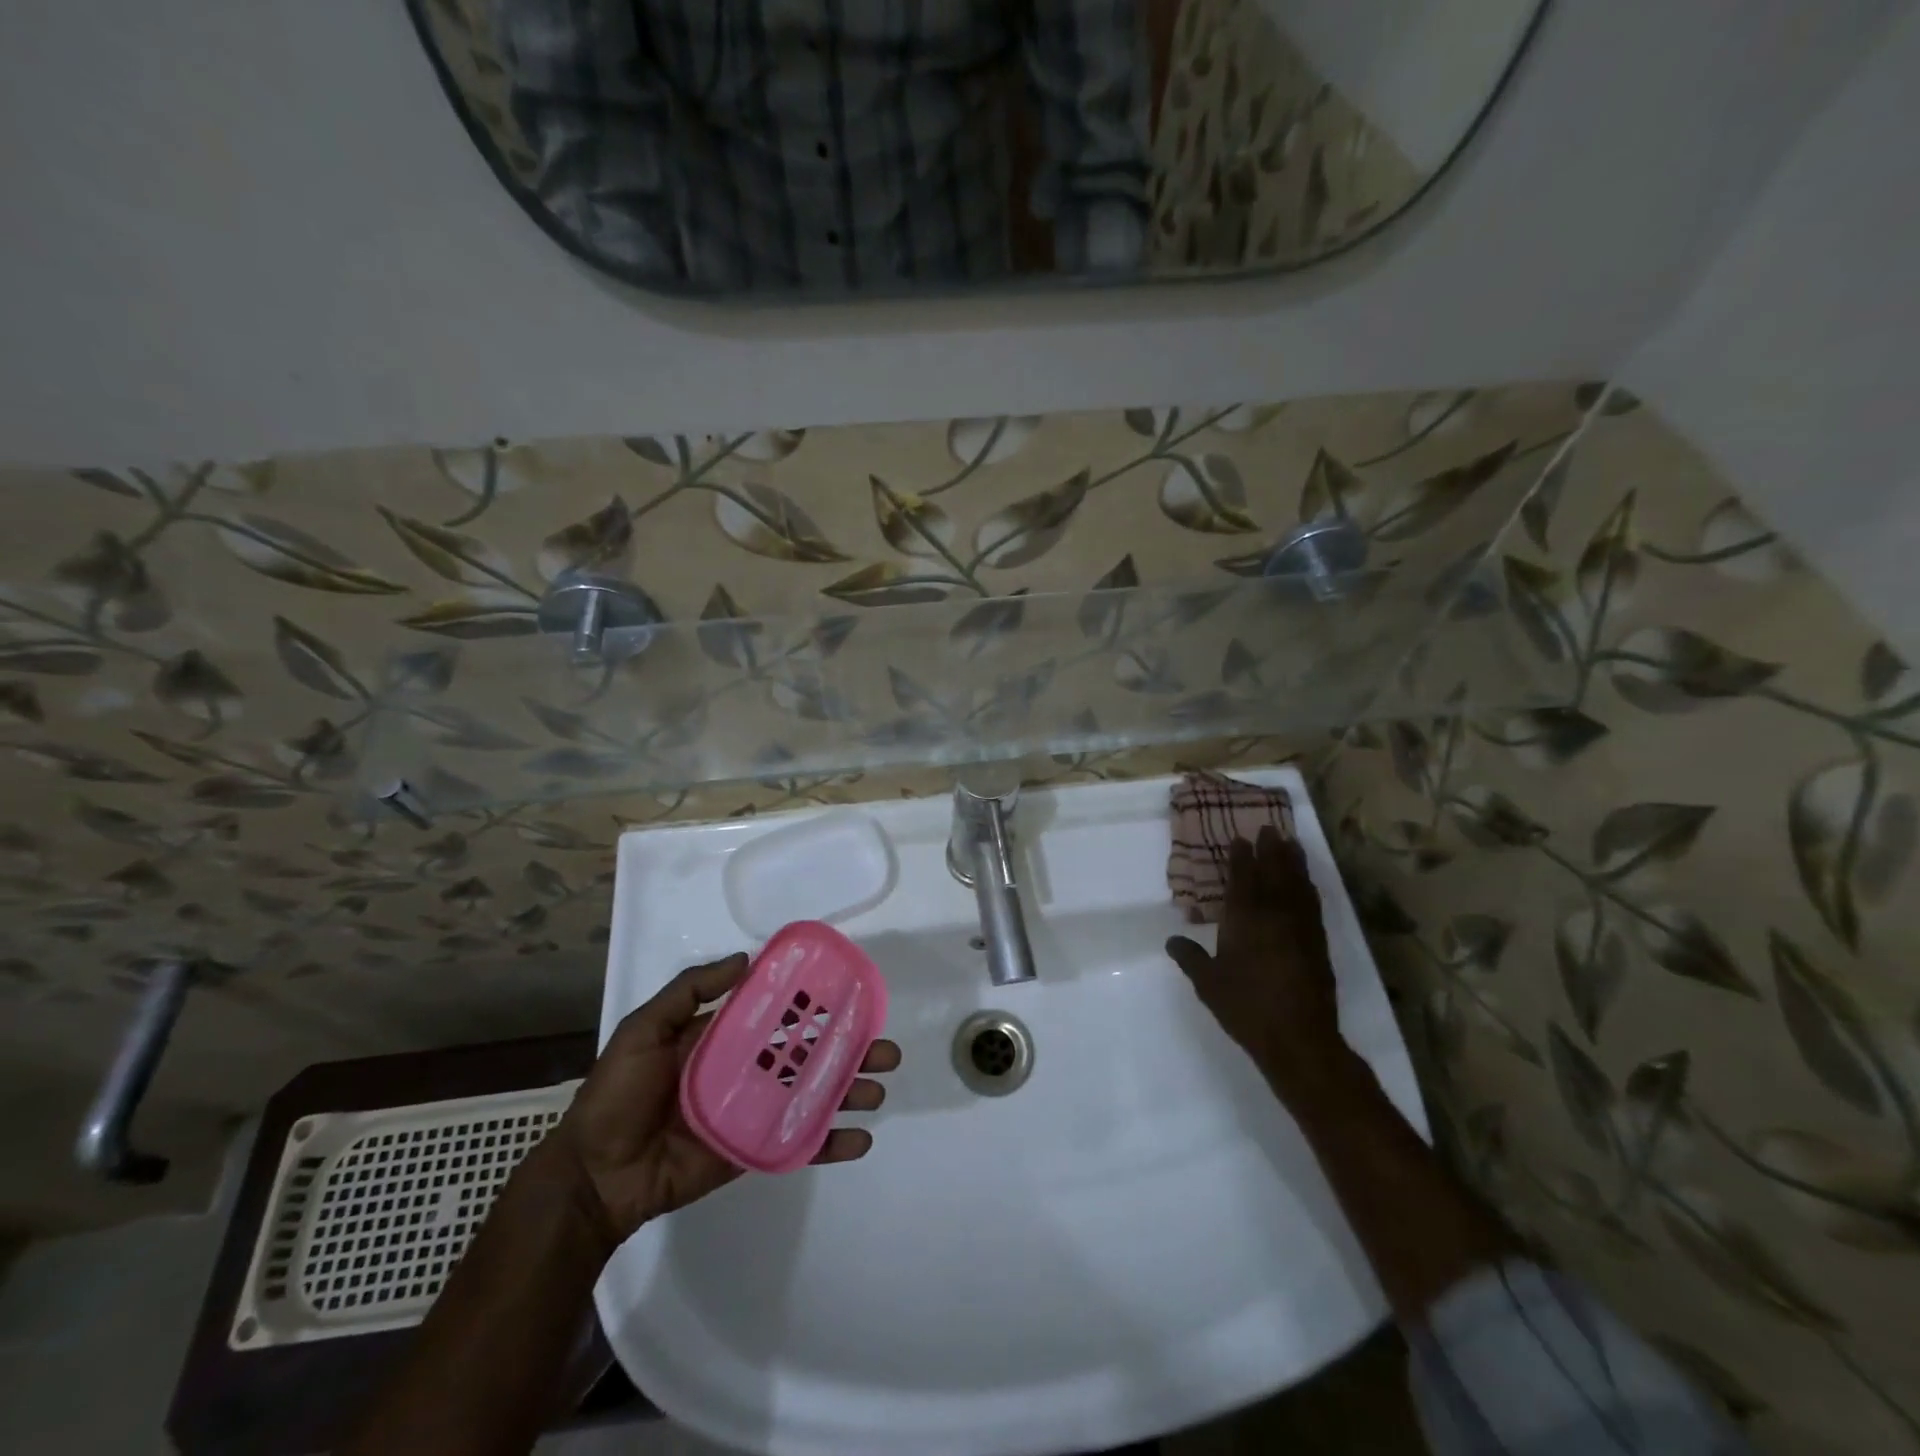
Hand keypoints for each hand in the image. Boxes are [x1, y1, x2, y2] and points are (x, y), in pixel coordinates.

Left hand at [546, 953, 901, 1251]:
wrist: (594, 1175)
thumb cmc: (617, 1094)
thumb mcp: (644, 1029)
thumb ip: (689, 991)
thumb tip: (746, 958)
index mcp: (725, 1037)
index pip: (780, 1013)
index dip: (815, 1003)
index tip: (851, 994)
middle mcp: (747, 1069)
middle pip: (809, 1054)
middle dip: (849, 1049)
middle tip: (885, 1049)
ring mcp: (754, 1112)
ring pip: (813, 1095)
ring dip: (849, 1091)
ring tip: (879, 1089)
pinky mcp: (753, 1150)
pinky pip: (798, 1143)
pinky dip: (830, 1142)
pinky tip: (859, 1140)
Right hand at [1165, 825, 1351, 1103]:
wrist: (1298, 1037)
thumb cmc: (1246, 1006)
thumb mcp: (1208, 983)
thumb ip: (1190, 958)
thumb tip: (1172, 940)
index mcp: (1244, 919)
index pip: (1243, 879)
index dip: (1241, 857)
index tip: (1240, 838)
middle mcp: (1274, 915)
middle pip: (1274, 873)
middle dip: (1271, 850)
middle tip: (1270, 829)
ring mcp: (1300, 928)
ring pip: (1298, 884)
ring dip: (1294, 862)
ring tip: (1292, 844)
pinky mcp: (1318, 943)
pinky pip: (1312, 903)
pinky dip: (1309, 887)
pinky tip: (1307, 884)